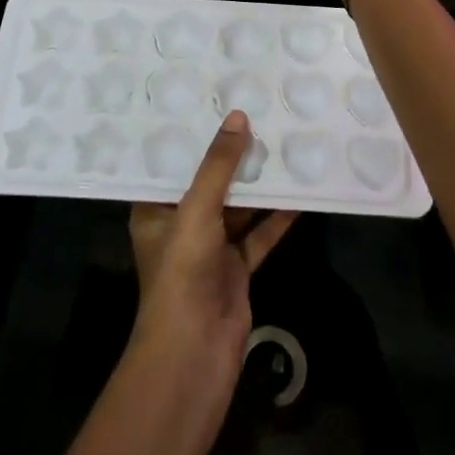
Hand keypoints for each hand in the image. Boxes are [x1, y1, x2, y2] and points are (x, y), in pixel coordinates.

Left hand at [128, 112, 296, 396]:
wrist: (195, 352)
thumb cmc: (182, 272)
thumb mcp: (197, 209)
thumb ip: (219, 166)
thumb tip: (238, 116)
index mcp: (155, 210)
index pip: (171, 164)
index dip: (191, 136)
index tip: (213, 102)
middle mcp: (181, 225)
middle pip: (209, 183)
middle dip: (232, 156)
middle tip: (257, 114)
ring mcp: (210, 249)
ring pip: (238, 207)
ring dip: (259, 184)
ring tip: (283, 143)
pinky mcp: (236, 269)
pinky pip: (259, 234)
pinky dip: (277, 217)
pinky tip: (299, 193)